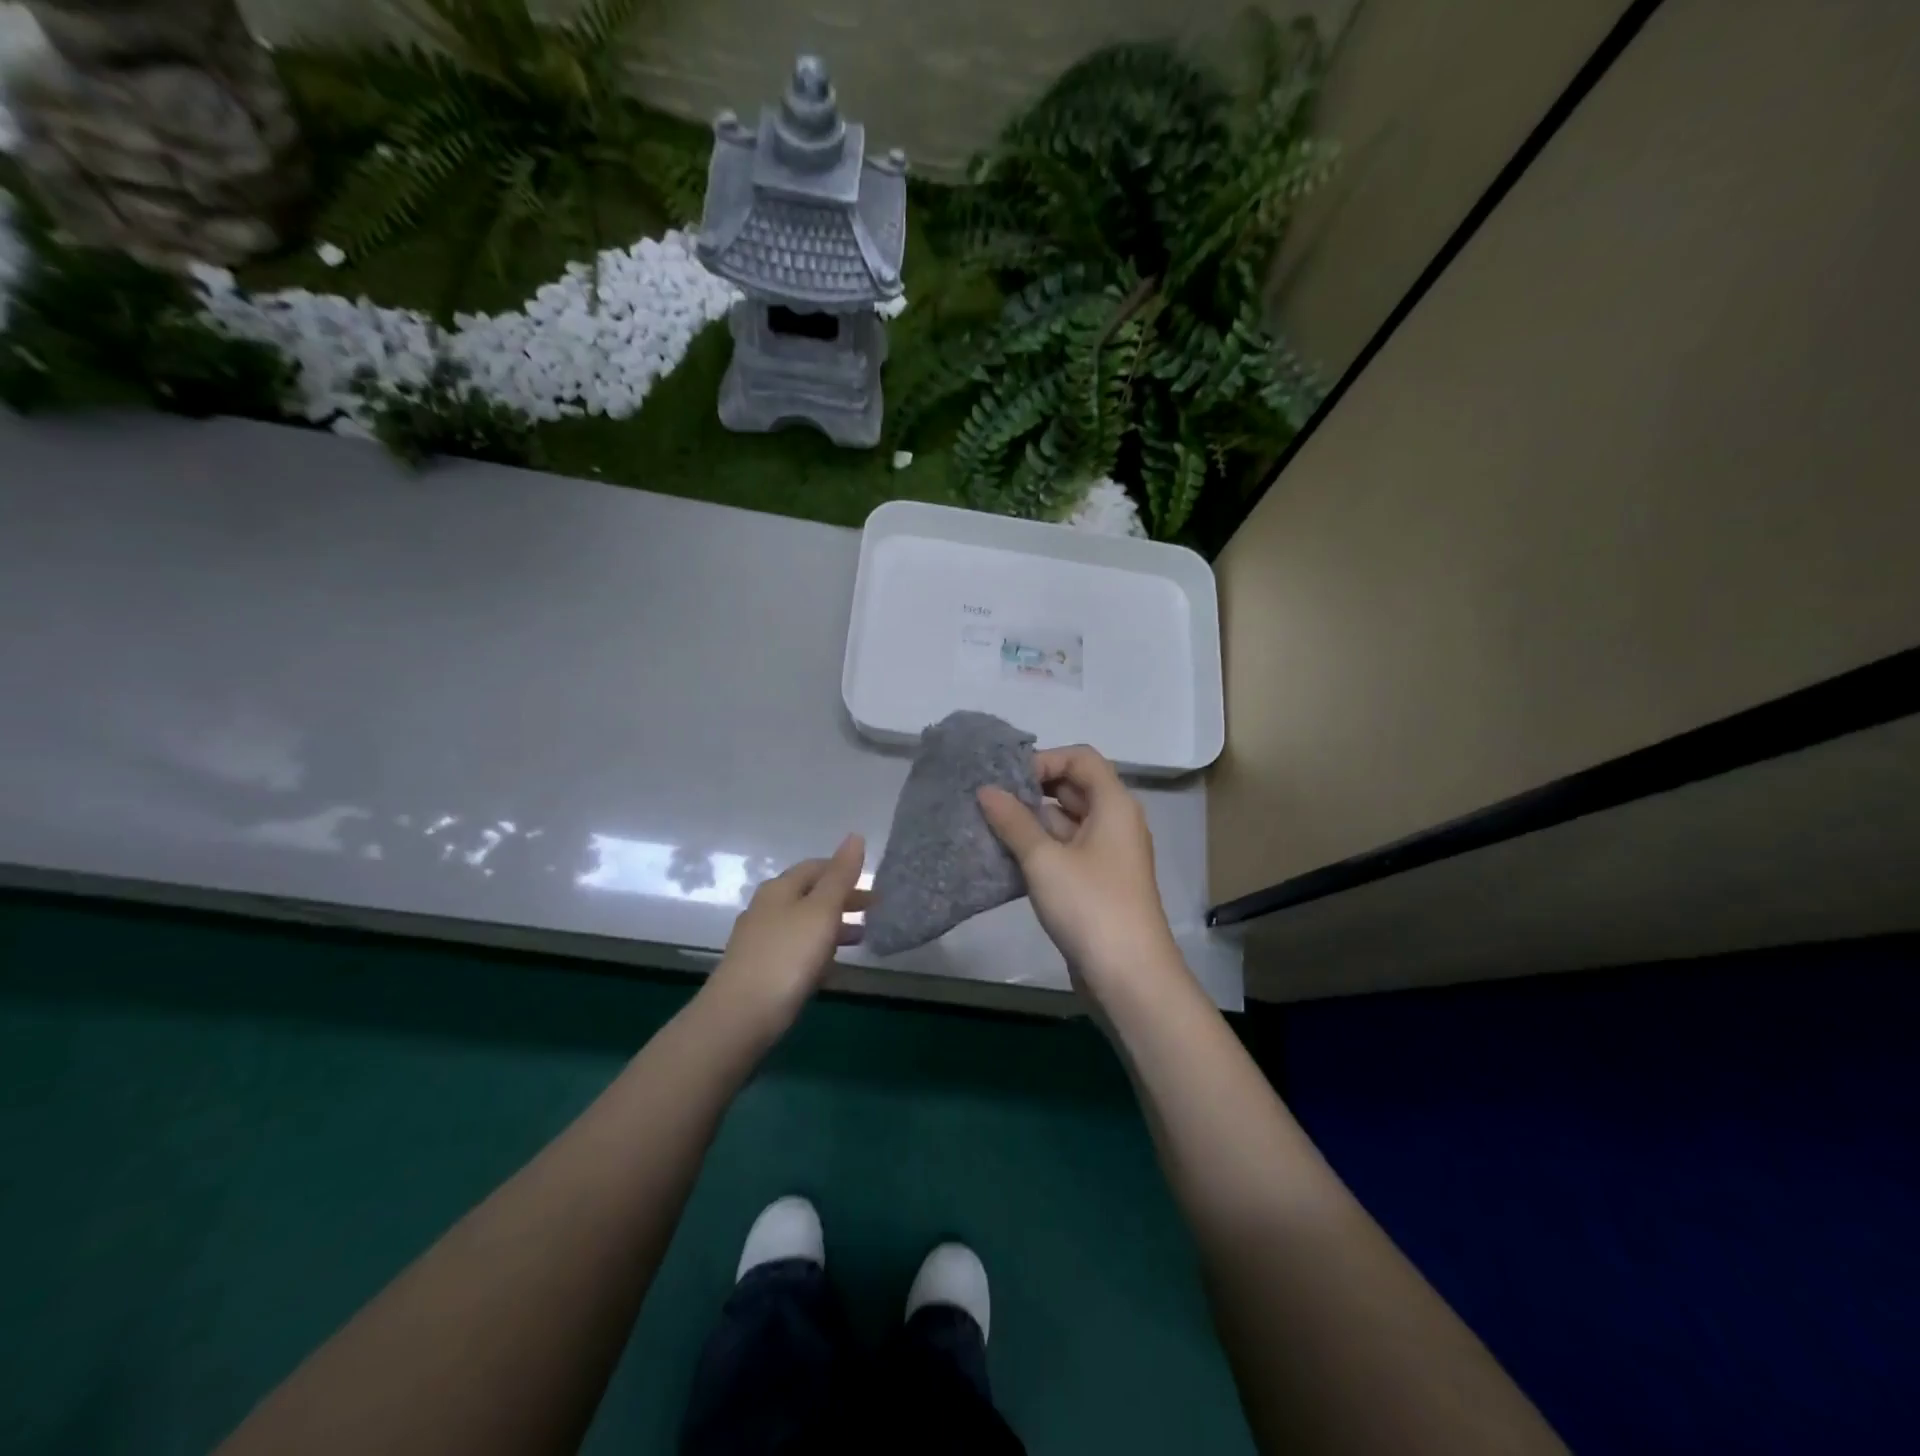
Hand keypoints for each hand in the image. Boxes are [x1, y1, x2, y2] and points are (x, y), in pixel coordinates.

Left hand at [704, 834, 868, 1040]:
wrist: (740, 1017)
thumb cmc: (787, 956)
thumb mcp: (821, 911)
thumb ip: (840, 875)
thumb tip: (855, 835)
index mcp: (779, 889)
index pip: (815, 867)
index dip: (844, 870)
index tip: (872, 885)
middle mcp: (766, 909)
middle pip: (809, 895)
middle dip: (842, 900)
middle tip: (874, 912)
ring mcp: (760, 941)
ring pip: (803, 924)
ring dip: (833, 927)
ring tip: (862, 939)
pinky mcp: (760, 971)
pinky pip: (796, 952)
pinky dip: (818, 952)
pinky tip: (832, 969)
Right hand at [977, 746, 1182, 1001]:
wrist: (1129, 976)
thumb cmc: (1090, 905)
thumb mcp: (1044, 859)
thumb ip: (1013, 821)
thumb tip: (986, 790)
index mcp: (1114, 804)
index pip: (1081, 758)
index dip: (1045, 759)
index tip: (1007, 780)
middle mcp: (1115, 823)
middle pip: (1073, 788)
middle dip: (1032, 791)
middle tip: (988, 801)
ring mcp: (1106, 855)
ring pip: (1065, 823)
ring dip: (1030, 823)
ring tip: (987, 827)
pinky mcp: (1096, 884)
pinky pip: (1065, 852)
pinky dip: (1038, 850)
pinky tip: (1004, 859)